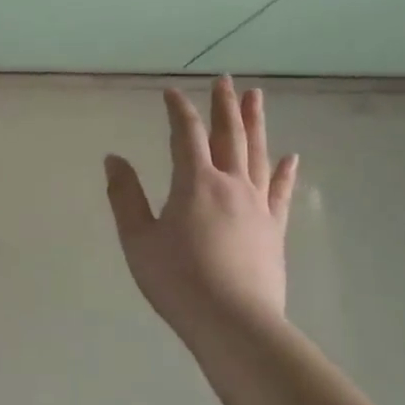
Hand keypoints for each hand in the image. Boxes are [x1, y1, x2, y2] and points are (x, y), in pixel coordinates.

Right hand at [104, 76, 298, 339]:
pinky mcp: (274, 229)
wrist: (235, 324)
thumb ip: (125, 196)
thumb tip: (113, 158)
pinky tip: (291, 157)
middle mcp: (230, 184)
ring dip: (255, 124)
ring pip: (257, 154)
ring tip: (256, 97)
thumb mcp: (138, 239)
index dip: (177, 109)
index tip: (171, 92)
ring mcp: (257, 206)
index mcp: (194, 182)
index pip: (185, 133)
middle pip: (228, 135)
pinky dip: (285, 172)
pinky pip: (281, 192)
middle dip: (224, 105)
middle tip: (226, 79)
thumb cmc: (178, 281)